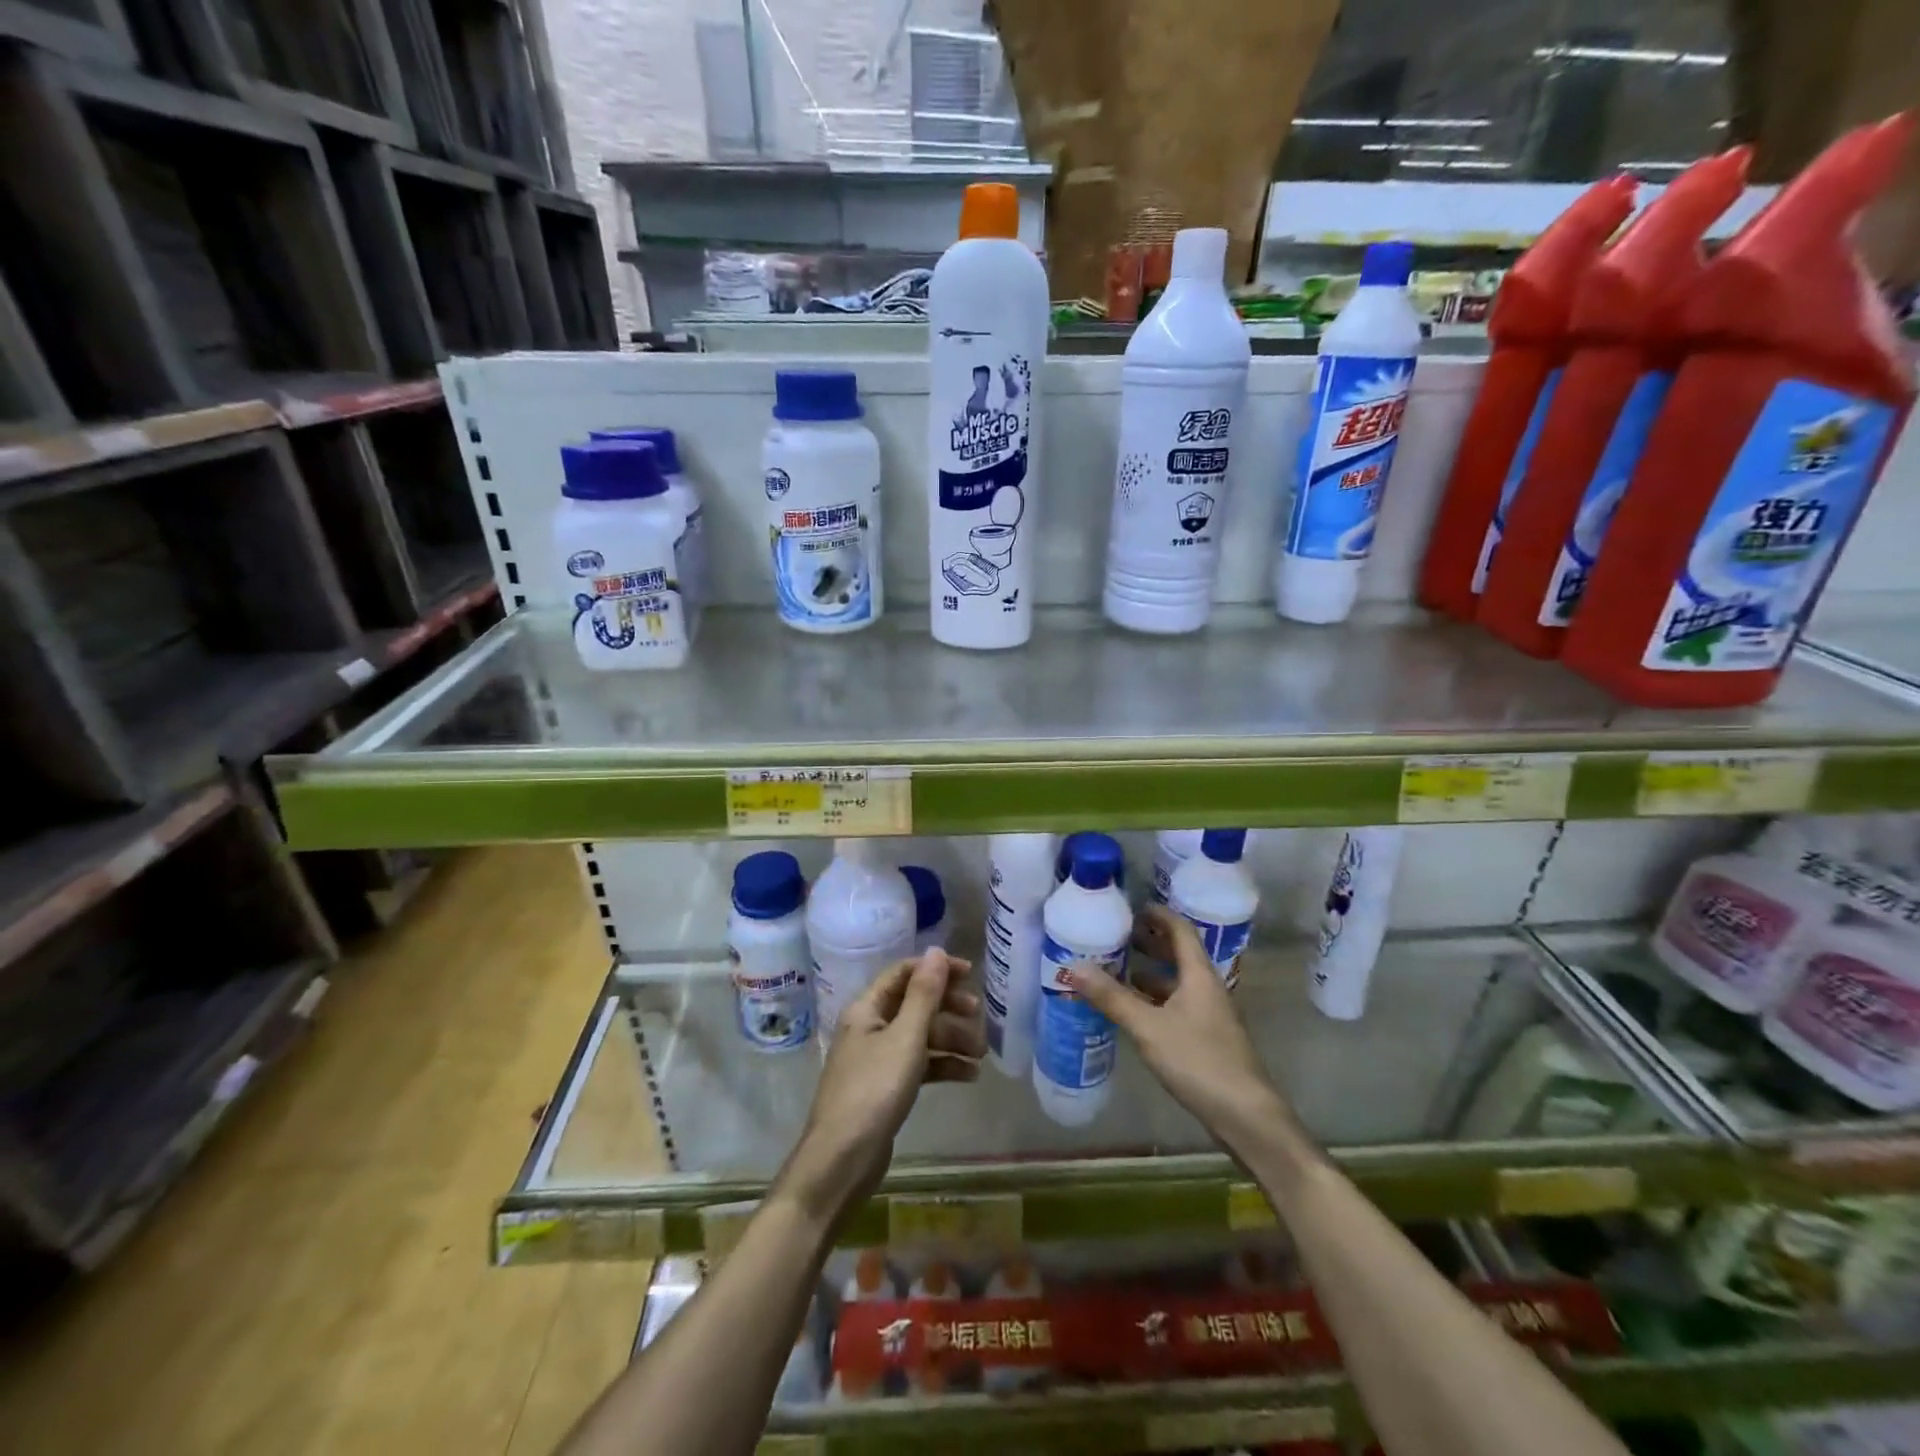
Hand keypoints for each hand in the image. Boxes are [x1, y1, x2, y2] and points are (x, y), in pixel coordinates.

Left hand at [780, 949, 983, 1221]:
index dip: (936, 970)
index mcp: (867, 1009)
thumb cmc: (873, 1091)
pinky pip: (919, 1065)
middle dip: (948, 1008)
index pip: (903, 974)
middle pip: (914, 1004)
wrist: (841, 1161)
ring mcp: (877, 1059)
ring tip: (982, 1054)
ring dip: (950, 1039)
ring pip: (919, 1036)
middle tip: (979, 1016)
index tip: (971, 975)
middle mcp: (870, 1028)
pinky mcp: (886, 1088)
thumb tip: (936, 951)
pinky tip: (969, 1075)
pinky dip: (942, 1065)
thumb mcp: (905, 1038)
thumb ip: (924, 994)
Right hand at [1066, 905, 1288, 1155]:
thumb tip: (1074, 966)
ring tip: (1117, 969)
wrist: (1246, 1116)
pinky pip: (1177, 1005)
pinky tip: (1134, 1010)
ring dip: (1150, 973)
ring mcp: (1209, 1015)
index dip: (1158, 915)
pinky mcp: (1207, 1038)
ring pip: (1177, 982)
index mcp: (1199, 975)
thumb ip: (1112, 998)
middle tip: (1116, 936)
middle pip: (1179, 954)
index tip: (1132, 907)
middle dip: (1150, 942)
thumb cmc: (1198, 1061)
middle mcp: (1207, 988)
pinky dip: (1155, 999)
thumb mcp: (1148, 1028)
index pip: (1181, 930)